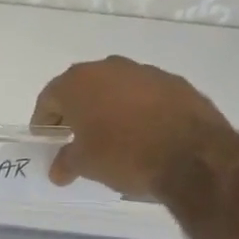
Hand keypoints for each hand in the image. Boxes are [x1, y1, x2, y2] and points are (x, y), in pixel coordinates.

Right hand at [31, 56, 230, 198]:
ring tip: (113, 136)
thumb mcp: (85, 165)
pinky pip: (146, 95)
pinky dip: (139, 109)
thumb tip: (58, 170)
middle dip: (76, 111)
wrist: (194, 155)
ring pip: (116, 88)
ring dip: (109, 107)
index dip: (44, 121)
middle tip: (76, 136)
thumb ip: (66, 162)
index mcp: (78, 83)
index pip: (49, 98)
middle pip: (83, 88)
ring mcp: (145, 72)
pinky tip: (144, 133)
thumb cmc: (124, 155)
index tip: (46, 139)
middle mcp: (108, 68)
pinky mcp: (176, 83)